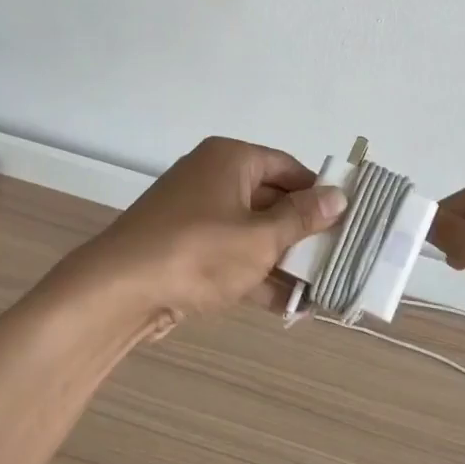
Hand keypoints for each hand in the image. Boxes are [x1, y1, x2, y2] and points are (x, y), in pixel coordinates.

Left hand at [56, 136, 345, 326]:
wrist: (118, 291)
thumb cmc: (198, 252)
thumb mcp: (260, 237)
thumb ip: (302, 218)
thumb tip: (338, 196)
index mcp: (231, 159)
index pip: (287, 167)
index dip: (318, 192)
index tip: (346, 219)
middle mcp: (212, 177)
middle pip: (270, 199)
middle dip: (302, 232)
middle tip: (338, 256)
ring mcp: (194, 214)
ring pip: (250, 231)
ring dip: (282, 259)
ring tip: (320, 288)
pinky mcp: (183, 247)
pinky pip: (229, 254)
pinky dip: (254, 274)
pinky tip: (286, 304)